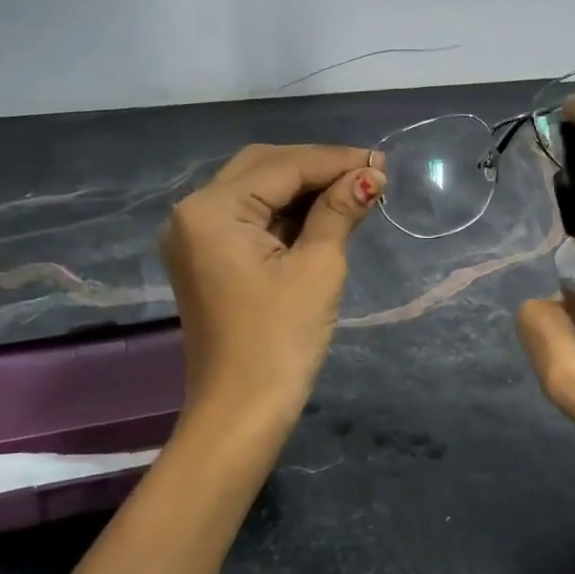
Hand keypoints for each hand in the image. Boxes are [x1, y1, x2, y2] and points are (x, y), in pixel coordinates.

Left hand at [161, 143, 385, 435]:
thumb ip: (340, 211)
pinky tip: (323, 212)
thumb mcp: (318, 267)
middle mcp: (192, 212)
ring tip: (355, 190)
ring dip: (303, 188)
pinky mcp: (206, 258)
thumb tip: (370, 175)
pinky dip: (285, 212)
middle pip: (263, 168)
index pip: (283, 166)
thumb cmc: (281, 339)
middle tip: (369, 174)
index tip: (382, 162)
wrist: (240, 413)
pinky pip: (248, 218)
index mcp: (212, 209)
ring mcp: (195, 236)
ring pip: (255, 190)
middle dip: (317, 168)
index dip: (335, 161)